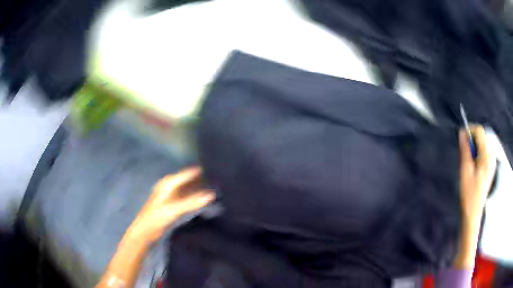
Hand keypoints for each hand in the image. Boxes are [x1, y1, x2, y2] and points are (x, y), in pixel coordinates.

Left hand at [127, 167, 214, 242]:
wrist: (146, 230)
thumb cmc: (157, 217)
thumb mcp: (174, 209)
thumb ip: (192, 202)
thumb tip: (211, 195)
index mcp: (168, 183)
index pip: (186, 174)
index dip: (198, 172)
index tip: (213, 170)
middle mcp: (169, 187)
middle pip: (187, 181)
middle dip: (200, 181)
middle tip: (216, 181)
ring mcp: (171, 196)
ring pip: (188, 190)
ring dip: (198, 191)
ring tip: (213, 190)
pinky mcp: (173, 206)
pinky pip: (187, 199)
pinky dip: (195, 199)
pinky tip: (203, 202)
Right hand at [458, 125, 495, 223]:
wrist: (472, 214)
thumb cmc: (468, 194)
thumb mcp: (465, 171)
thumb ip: (465, 150)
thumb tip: (462, 133)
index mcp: (486, 156)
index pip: (480, 131)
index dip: (469, 130)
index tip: (460, 138)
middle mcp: (491, 156)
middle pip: (481, 138)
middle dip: (471, 142)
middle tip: (463, 156)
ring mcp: (491, 162)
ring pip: (481, 145)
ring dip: (473, 149)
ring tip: (467, 164)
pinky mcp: (490, 168)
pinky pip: (483, 153)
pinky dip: (476, 155)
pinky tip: (472, 167)